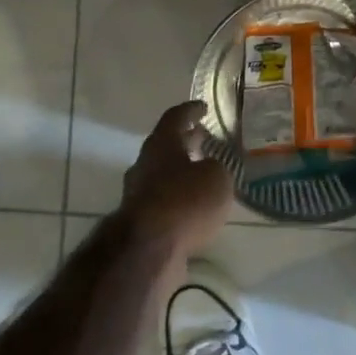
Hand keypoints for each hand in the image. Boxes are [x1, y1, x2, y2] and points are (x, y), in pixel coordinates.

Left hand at [120, 101, 233, 256]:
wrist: (149, 248)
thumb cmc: (185, 201)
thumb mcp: (216, 178)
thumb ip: (216, 168)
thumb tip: (209, 169)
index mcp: (161, 144)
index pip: (175, 117)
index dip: (190, 110)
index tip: (202, 106)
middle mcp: (145, 164)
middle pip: (166, 146)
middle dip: (185, 141)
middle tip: (204, 138)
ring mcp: (138, 193)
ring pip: (163, 175)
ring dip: (182, 172)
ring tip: (204, 175)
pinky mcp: (140, 221)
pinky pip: (164, 201)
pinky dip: (179, 198)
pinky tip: (195, 207)